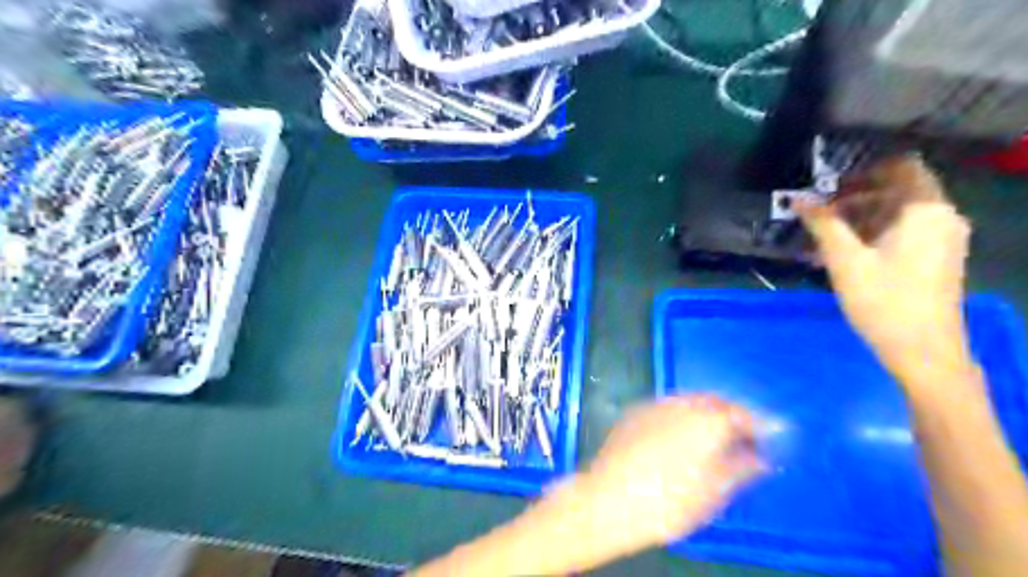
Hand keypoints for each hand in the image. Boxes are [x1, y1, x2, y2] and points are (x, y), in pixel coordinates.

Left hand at [571, 394, 761, 551]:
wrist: (608, 499)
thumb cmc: (666, 501)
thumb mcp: (712, 492)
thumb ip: (740, 468)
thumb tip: (760, 458)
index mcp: (707, 421)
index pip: (742, 413)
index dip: (759, 424)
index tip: (771, 435)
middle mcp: (682, 404)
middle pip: (715, 401)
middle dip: (732, 414)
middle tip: (743, 435)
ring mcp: (655, 405)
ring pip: (690, 400)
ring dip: (707, 412)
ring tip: (714, 435)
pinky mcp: (635, 412)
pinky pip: (668, 406)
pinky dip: (682, 414)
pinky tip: (681, 434)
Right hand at [797, 155, 974, 381]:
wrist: (923, 351)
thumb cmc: (884, 301)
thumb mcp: (845, 261)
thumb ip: (823, 224)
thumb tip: (798, 199)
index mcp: (926, 211)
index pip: (901, 166)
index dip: (862, 170)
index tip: (828, 184)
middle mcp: (940, 217)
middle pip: (896, 189)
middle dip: (854, 195)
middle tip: (817, 211)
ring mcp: (940, 239)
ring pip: (896, 212)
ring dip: (857, 217)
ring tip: (821, 234)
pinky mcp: (934, 257)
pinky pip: (900, 231)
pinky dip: (870, 233)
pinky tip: (839, 252)